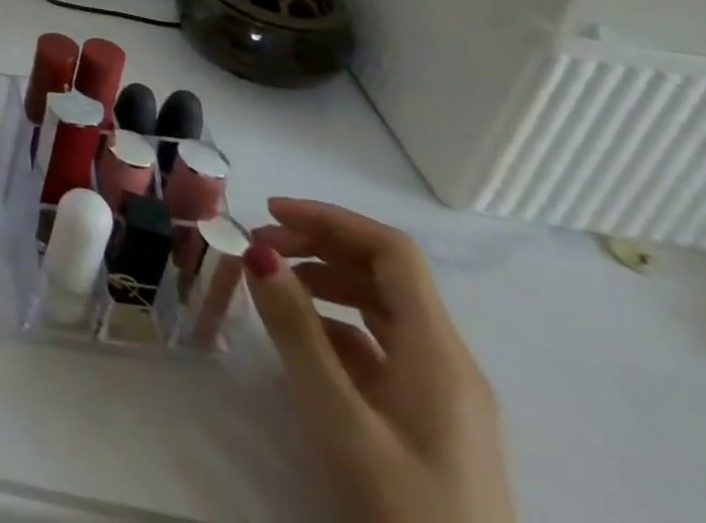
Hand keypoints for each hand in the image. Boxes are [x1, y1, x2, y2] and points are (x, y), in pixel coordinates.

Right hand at [246, 199, 515, 522]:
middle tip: (256, 249)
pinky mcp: (428, 421)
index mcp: (439, 353)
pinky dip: (335, 324)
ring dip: (324, 281)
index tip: (268, 213)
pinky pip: (380, 347)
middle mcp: (448, 363)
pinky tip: (299, 342)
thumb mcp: (337, 416)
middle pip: (385, 274)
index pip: (391, 251)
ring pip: (381, 308)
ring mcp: (442, 394)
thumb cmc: (400, 506)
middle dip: (318, 245)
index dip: (330, 219)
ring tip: (270, 287)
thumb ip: (296, 330)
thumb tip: (258, 250)